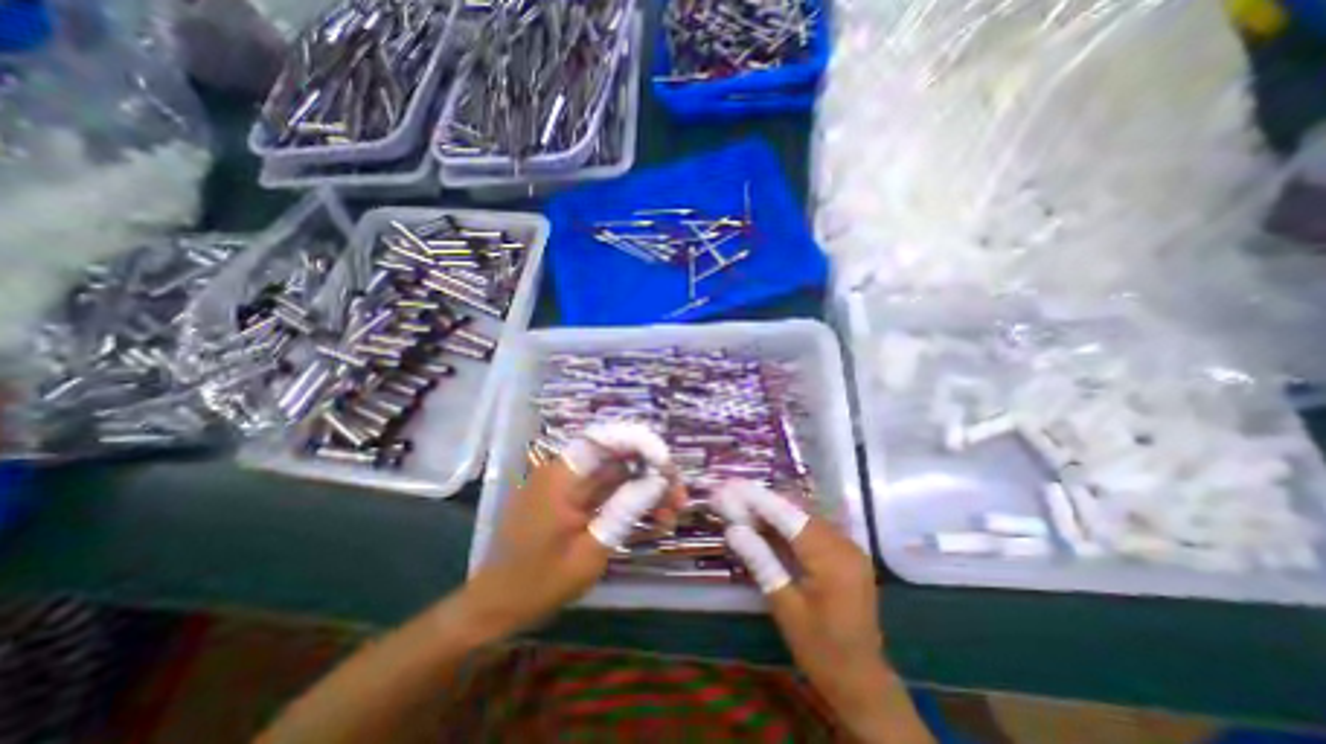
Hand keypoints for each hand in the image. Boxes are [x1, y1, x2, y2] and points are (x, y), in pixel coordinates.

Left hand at [461, 428, 683, 641]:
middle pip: (617, 456)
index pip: (605, 439)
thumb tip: (658, 481)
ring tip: (671, 514)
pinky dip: (630, 500)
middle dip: (651, 472)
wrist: (497, 605)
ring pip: (617, 473)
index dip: (640, 442)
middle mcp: (565, 471)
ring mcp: (569, 484)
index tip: (667, 464)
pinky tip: (652, 518)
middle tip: (679, 497)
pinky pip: (607, 489)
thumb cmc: (539, 584)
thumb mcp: (590, 552)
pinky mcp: (572, 498)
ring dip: (646, 489)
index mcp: (562, 477)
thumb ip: (624, 510)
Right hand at [716, 481, 928, 742]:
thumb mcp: (785, 607)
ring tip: (741, 504)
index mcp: (832, 559)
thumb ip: (761, 561)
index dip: (758, 498)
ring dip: (772, 509)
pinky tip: (765, 522)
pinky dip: (787, 522)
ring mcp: (848, 546)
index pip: (789, 516)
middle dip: (762, 501)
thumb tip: (733, 529)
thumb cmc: (820, 650)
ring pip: (803, 515)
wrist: (862, 681)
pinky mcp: (846, 552)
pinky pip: (812, 527)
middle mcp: (844, 544)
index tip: (731, 485)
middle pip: (796, 510)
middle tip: (730, 495)